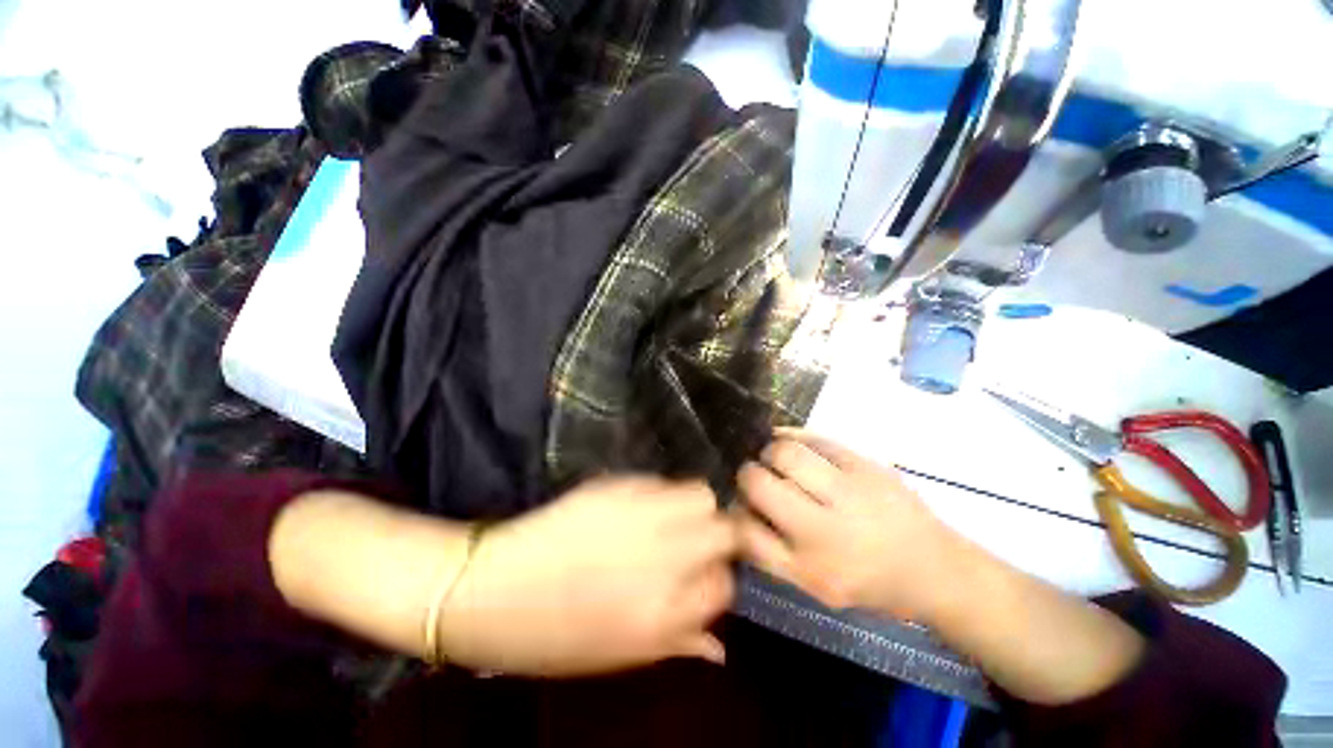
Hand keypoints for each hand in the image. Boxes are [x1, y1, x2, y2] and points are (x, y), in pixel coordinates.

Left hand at [439, 477, 736, 676]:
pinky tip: (640, 507)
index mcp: (664, 613)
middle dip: (722, 536)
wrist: (489, 588)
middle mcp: (663, 558)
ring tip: (673, 518)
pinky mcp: (619, 485)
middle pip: (725, 530)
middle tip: (700, 541)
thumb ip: (678, 642)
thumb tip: (719, 643)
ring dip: (696, 507)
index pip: (725, 585)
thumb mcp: (620, 655)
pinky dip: (662, 493)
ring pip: (701, 495)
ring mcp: (642, 514)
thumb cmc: (552, 636)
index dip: (719, 579)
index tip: (706, 576)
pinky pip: (662, 482)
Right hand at [736, 430, 959, 621]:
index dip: (734, 513)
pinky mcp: (868, 465)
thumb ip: (772, 554)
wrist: (936, 568)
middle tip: (754, 475)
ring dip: (769, 451)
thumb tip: (738, 510)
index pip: (747, 532)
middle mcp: (826, 530)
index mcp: (812, 568)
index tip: (737, 505)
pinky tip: (789, 440)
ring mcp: (849, 492)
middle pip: (760, 483)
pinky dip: (794, 436)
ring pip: (786, 453)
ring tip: (773, 457)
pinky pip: (817, 439)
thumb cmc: (869, 582)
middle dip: (747, 475)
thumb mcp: (816, 586)